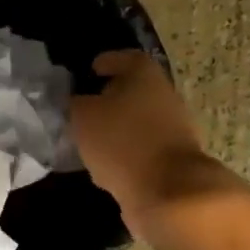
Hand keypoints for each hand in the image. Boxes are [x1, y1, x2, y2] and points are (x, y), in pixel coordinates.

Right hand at [70, 51, 211, 232]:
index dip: (108, 62)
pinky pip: (142, 150)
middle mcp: (164, 97)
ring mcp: (173, 130)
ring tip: (90, 140)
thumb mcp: (83, 117)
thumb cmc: (121, 141)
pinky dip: (124, 154)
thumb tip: (77, 102)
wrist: (168, 191)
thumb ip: (75, 104)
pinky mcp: (172, 161)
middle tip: (85, 107)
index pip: (126, 58)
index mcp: (145, 76)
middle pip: (135, 90)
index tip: (91, 70)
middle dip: (110, 97)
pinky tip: (104, 166)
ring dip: (117, 129)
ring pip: (138, 122)